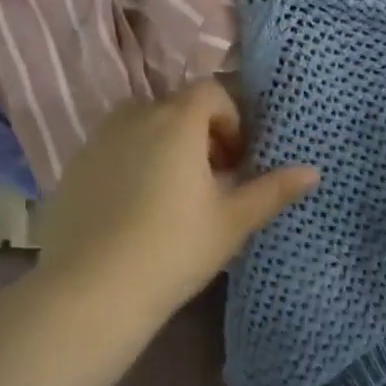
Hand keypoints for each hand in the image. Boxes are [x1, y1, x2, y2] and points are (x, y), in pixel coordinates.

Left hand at [34, 79, 318, 321]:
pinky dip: (131, 162)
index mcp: (177, 122)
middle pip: (177, 107)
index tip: (236, 161)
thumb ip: (274, 190)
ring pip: (142, 125)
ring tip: (173, 193)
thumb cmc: (174, 248)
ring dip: (165, 145)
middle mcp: (134, 117)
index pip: (211, 92)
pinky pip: (112, 149)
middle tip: (212, 180)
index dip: (231, 120)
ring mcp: (97, 141)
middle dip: (201, 133)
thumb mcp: (233, 221)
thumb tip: (313, 171)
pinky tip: (135, 210)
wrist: (90, 293)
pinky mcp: (72, 168)